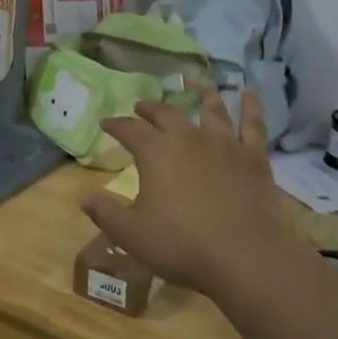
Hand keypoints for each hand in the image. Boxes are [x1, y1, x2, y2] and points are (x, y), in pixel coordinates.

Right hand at [82, 85, 293, 304]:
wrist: (245, 257)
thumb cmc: (181, 245)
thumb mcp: (132, 234)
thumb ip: (106, 213)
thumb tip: (83, 199)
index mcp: (156, 152)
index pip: (129, 129)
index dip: (116, 125)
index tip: (106, 123)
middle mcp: (188, 138)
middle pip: (166, 114)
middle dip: (150, 108)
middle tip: (141, 106)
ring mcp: (225, 144)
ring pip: (211, 108)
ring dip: (201, 92)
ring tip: (194, 81)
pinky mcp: (254, 157)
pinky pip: (253, 124)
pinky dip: (250, 106)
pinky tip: (248, 93)